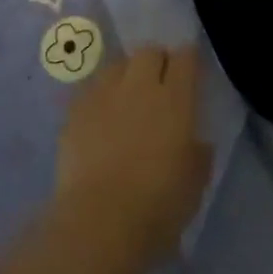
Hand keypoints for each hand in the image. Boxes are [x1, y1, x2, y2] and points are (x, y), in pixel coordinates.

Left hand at [54, 45, 212, 264]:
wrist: (100, 220)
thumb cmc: (158, 205)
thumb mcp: (195, 183)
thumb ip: (198, 153)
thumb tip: (195, 141)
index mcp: (175, 100)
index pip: (185, 58)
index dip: (189, 61)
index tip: (190, 73)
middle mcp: (139, 86)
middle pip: (149, 52)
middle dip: (156, 62)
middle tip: (159, 85)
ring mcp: (103, 95)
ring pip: (117, 66)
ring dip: (126, 75)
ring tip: (127, 99)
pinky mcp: (75, 111)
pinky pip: (91, 90)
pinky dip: (100, 98)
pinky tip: (101, 119)